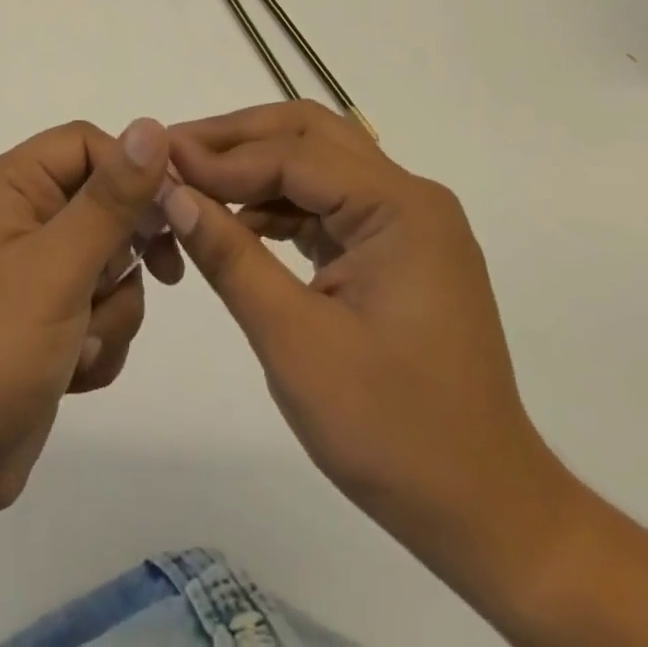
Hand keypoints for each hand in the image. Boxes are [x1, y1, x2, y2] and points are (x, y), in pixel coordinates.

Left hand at [0, 118, 179, 520]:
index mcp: (11, 185)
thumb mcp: (58, 266)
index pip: (88, 144)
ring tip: (80, 343)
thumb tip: (151, 127)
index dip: (134, 171)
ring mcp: (36, 269)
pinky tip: (72, 370)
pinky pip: (102, 306)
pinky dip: (100, 339)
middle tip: (154, 278)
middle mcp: (22, 216)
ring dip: (111, 308)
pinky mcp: (49, 316)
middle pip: (107, 203)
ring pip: (113, 262)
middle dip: (124, 254)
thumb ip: (110, 198)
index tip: (171, 213)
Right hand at [162, 101, 577, 596]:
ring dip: (253, 166)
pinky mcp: (394, 247)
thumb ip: (230, 257)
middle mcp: (409, 197)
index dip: (221, 156)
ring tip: (192, 182)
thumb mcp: (295, 342)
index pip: (294, 154)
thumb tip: (171, 193)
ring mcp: (405, 222)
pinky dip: (276, 201)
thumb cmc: (393, 432)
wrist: (487, 514)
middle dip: (236, 139)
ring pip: (316, 160)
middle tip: (175, 154)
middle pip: (309, 134)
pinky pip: (326, 201)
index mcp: (400, 209)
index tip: (160, 162)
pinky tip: (234, 221)